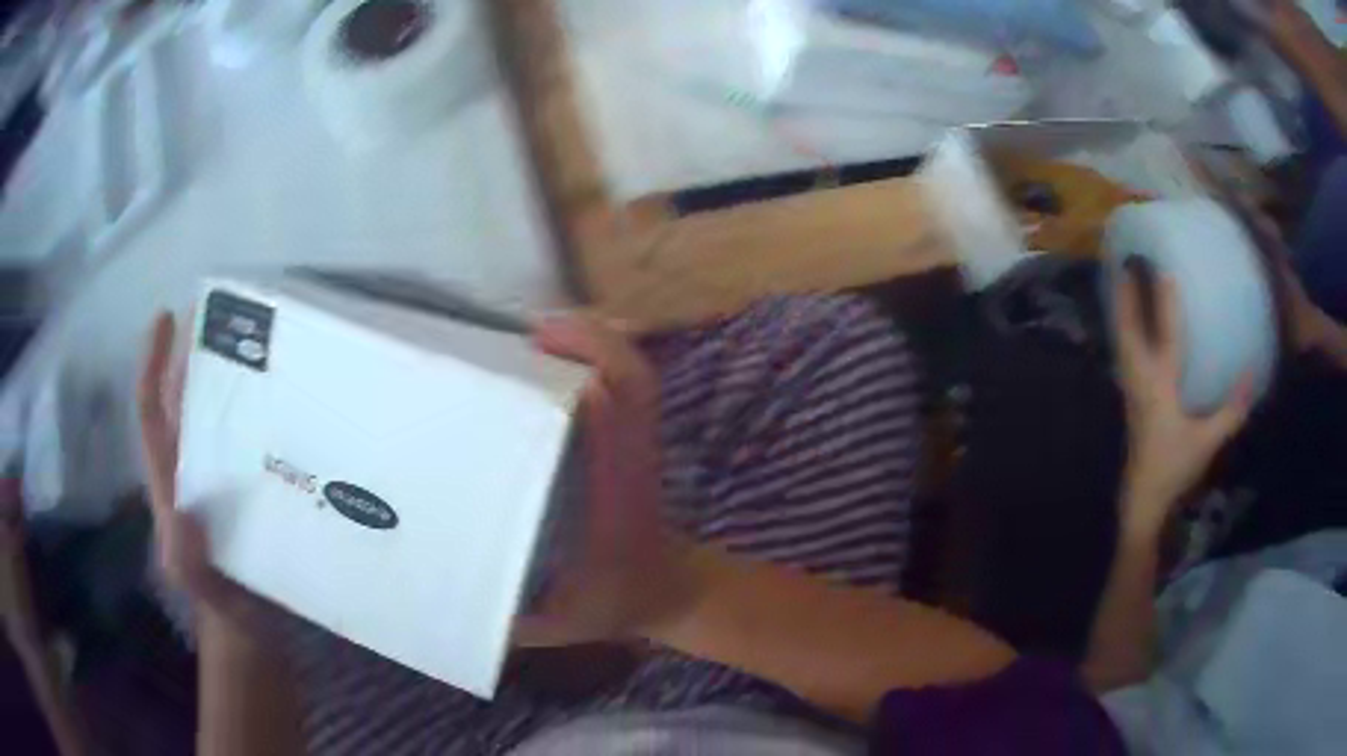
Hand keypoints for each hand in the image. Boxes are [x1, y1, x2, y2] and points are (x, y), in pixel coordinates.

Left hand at [138, 313, 271, 641]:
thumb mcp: (199, 585)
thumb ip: (184, 558)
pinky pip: (253, 438)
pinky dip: (264, 414)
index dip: (154, 362)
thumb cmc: (224, 604)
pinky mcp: (254, 488)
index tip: (167, 317)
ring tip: (265, 342)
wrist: (255, 629)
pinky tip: (293, 403)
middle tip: (229, 314)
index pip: (153, 410)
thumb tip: (180, 512)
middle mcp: (194, 465)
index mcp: (172, 477)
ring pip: (220, 412)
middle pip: (187, 396)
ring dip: (233, 375)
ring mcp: (223, 475)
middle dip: (197, 350)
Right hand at [513, 316, 697, 646]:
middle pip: (635, 386)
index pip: (621, 436)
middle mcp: (633, 464)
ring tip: (539, 331)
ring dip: (594, 341)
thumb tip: (449, 605)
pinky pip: (629, 382)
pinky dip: (600, 352)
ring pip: (635, 375)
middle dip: (590, 345)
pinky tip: (558, 350)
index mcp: (616, 506)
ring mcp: (640, 446)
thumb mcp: (560, 626)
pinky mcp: (635, 438)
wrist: (668, 591)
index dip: (598, 390)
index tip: (548, 360)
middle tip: (530, 333)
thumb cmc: (612, 606)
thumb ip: (511, 623)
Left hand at [1114, 275, 1252, 532]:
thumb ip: (1232, 410)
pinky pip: (1124, 355)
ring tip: (1121, 283)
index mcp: (1161, 386)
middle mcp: (1140, 380)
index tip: (1164, 269)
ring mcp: (1130, 389)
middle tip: (1125, 262)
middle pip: (1127, 330)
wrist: (1143, 499)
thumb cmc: (1175, 468)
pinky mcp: (1130, 398)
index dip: (1165, 302)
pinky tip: (1129, 326)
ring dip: (1121, 311)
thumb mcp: (1208, 441)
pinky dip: (1124, 332)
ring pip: (1121, 341)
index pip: (1165, 335)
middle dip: (1125, 296)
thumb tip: (1253, 374)